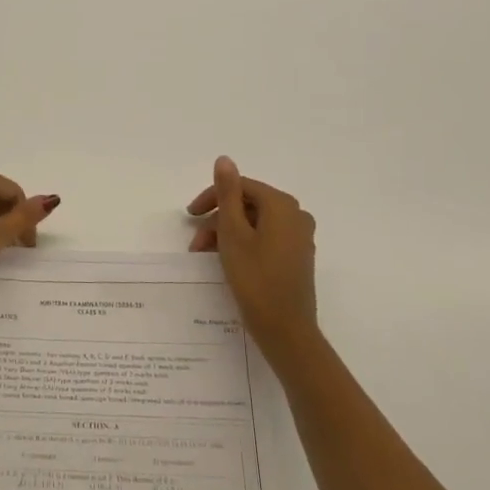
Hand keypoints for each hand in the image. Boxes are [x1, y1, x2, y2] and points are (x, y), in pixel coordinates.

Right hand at [188, 156, 318, 359]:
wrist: (286, 330)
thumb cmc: (255, 278)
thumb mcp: (232, 232)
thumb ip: (227, 193)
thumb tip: (224, 159)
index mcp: (282, 205)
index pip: (240, 187)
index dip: (212, 198)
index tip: (189, 216)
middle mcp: (296, 215)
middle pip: (247, 205)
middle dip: (218, 220)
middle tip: (196, 243)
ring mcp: (299, 237)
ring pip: (254, 223)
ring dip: (227, 234)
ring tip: (206, 256)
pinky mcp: (297, 257)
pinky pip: (265, 238)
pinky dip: (244, 244)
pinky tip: (227, 262)